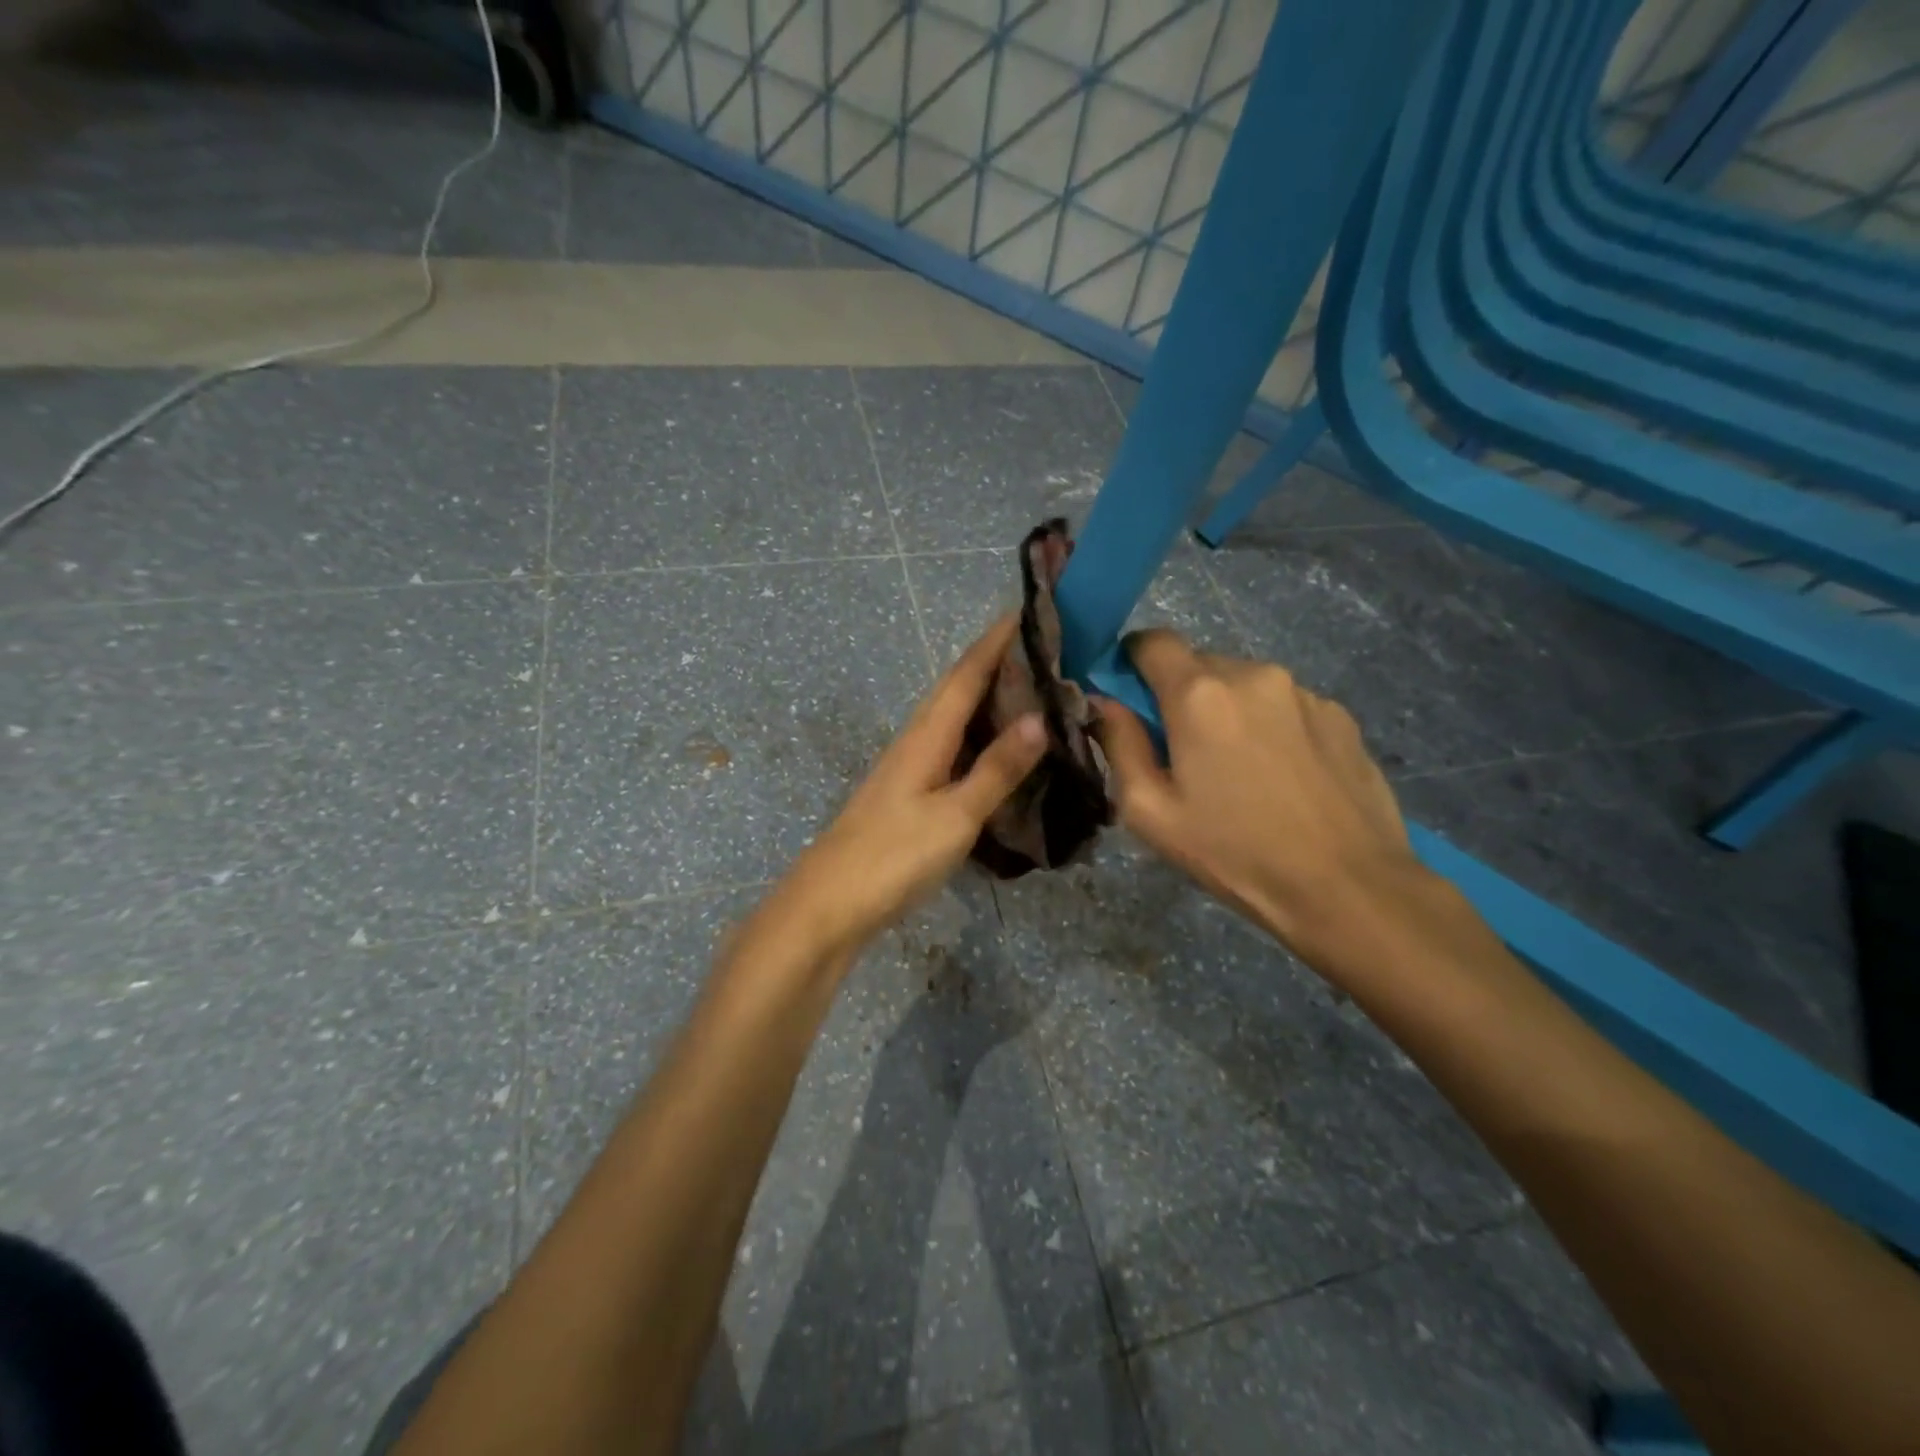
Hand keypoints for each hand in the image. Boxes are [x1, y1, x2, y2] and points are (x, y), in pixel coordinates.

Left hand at [775, 614, 1045, 953]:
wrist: (829, 905)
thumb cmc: (893, 856)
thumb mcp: (955, 815)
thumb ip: (996, 769)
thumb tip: (1039, 718)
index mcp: (926, 735)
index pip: (966, 674)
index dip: (995, 641)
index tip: (1027, 609)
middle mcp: (915, 741)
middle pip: (956, 690)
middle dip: (995, 663)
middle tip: (1043, 648)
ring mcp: (908, 769)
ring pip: (953, 719)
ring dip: (988, 699)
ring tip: (1032, 691)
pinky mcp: (907, 795)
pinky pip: (950, 749)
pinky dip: (978, 738)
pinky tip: (997, 750)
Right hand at [1093, 629, 1423, 958]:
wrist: (1346, 887)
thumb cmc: (1234, 852)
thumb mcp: (1150, 811)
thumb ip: (1119, 744)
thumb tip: (1104, 702)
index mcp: (1199, 695)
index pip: (1152, 641)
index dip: (1132, 662)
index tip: (1131, 701)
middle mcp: (1252, 674)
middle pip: (1198, 663)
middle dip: (1180, 696)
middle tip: (1186, 753)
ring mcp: (1303, 691)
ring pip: (1243, 684)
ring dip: (1228, 711)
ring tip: (1240, 771)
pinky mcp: (1339, 714)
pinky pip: (1284, 704)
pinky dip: (1269, 725)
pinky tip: (1281, 777)